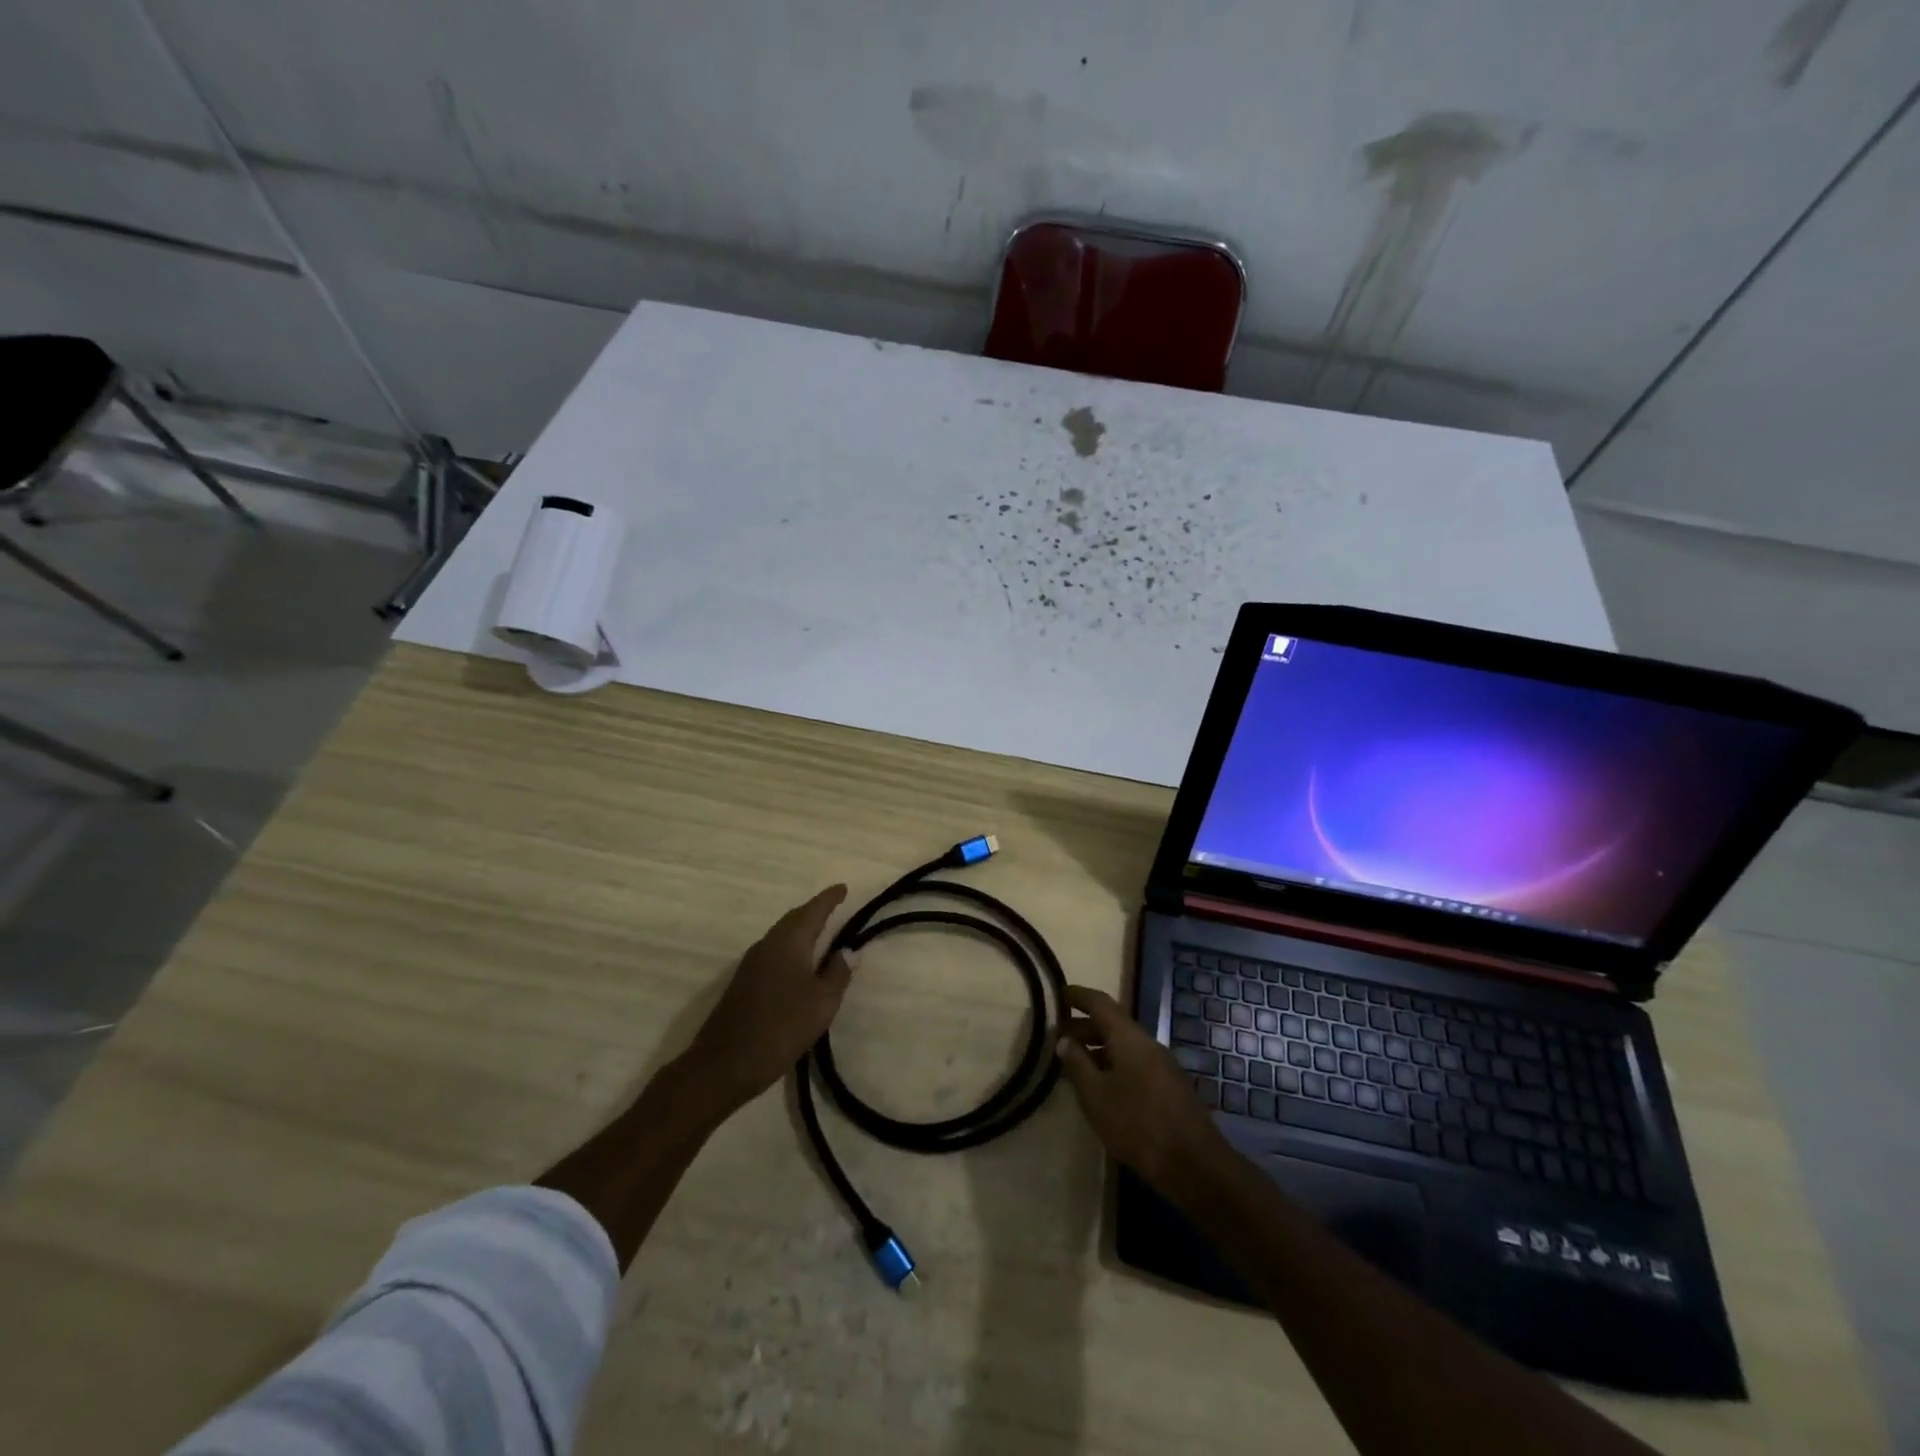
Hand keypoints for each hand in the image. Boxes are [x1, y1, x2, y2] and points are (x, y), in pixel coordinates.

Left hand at [683, 885, 855, 1113]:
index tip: (843, 888)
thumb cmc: (780, 1028)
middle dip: (814, 911)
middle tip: (833, 906)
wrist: (724, 1064)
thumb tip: (846, 950)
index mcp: (789, 943)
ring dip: (801, 929)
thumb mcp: (822, 1003)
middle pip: (794, 919)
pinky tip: (798, 962)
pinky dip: (790, 947)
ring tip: (820, 932)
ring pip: (781, 935)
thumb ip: (838, 973)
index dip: (829, 899)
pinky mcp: (743, 982)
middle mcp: (768, 944)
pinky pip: (773, 951)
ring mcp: (751, 963)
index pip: (813, 911)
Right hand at [1056, 985, 1232, 1194]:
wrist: (1194, 1164)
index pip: (1100, 1003)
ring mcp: (1162, 1065)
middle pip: (1113, 1024)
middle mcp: (1148, 1043)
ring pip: (1124, 1046)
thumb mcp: (1097, 1096)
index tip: (1058, 993)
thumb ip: (1077, 1065)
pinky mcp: (1169, 1086)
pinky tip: (1102, 1086)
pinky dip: (1113, 1064)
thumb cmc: (1138, 1124)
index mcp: (1129, 1037)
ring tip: (1074, 1063)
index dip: (1078, 995)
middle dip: (1084, 1026)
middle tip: (1058, 1036)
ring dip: (1098, 1048)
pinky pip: (1135, 1062)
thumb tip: (1064, 1039)